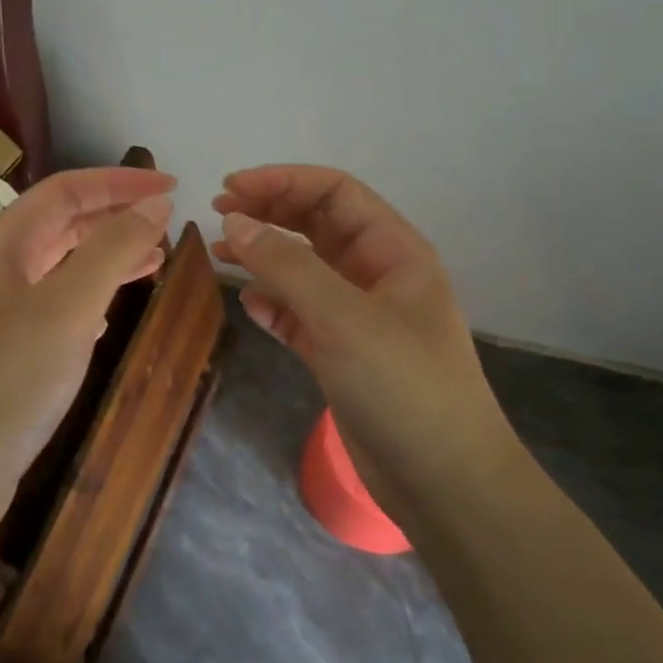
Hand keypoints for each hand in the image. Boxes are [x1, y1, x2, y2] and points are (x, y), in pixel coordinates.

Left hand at [0, 167, 174, 526]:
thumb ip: (112, 250)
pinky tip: (111, 311)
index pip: (64, 191)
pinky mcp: (7, 350)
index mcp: (1, 246)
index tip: (171, 186)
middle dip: (115, 217)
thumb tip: (155, 204)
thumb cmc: (9, 378)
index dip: (119, 182)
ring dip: (107, 256)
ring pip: (61, 265)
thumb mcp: (67, 308)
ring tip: (154, 261)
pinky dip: (90, 296)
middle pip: (61, 224)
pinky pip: (56, 304)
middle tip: (166, 224)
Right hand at [212, 166, 502, 503]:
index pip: (334, 193)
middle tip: (219, 215)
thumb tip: (235, 222)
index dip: (282, 182)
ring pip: (305, 270)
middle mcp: (377, 276)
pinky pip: (300, 315)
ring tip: (221, 253)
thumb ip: (287, 266)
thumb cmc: (402, 386)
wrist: (442, 479)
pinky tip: (249, 304)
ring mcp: (359, 317)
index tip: (229, 191)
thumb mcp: (343, 317)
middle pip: (317, 225)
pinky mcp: (342, 355)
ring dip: (265, 257)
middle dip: (270, 212)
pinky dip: (274, 304)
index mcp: (394, 251)